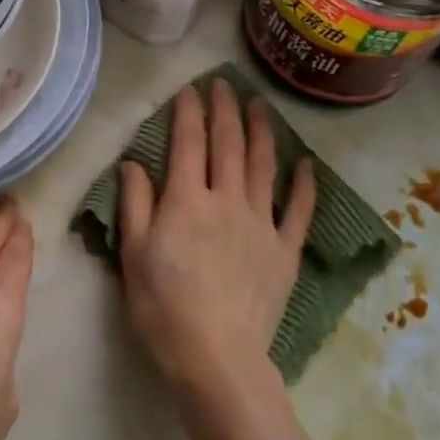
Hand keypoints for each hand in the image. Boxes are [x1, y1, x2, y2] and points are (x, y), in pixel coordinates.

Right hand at [118, 79, 315, 399]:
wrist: (216, 356)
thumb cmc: (164, 306)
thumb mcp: (133, 255)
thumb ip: (134, 204)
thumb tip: (133, 163)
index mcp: (186, 200)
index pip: (188, 143)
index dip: (188, 112)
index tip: (190, 89)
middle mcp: (227, 200)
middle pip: (228, 144)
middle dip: (225, 109)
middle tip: (224, 83)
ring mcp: (261, 222)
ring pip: (263, 165)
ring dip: (262, 131)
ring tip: (260, 105)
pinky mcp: (285, 249)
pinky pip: (299, 211)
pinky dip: (304, 185)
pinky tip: (306, 164)